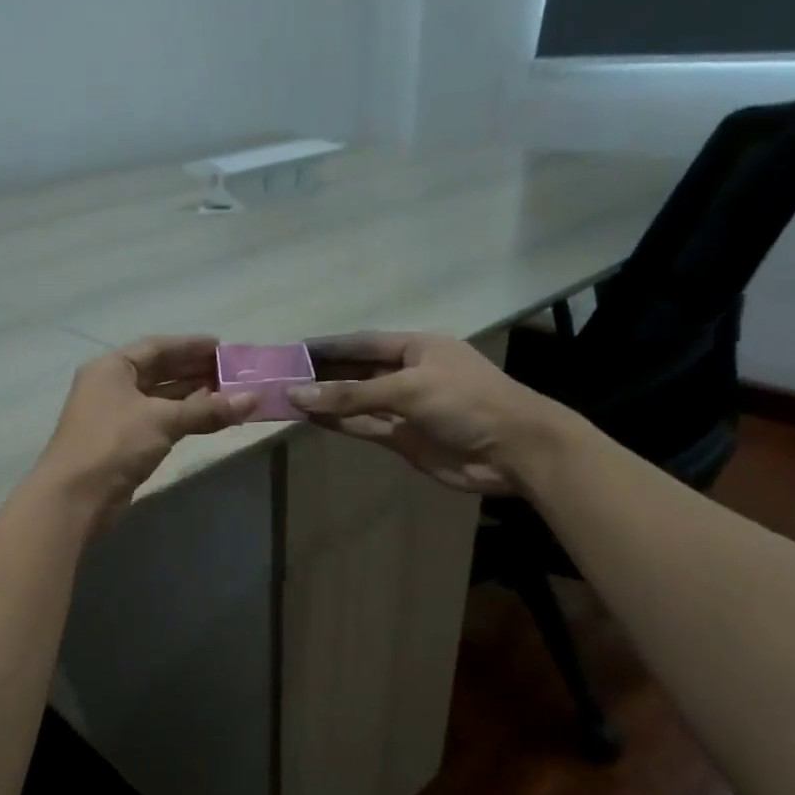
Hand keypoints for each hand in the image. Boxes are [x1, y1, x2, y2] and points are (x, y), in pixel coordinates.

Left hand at [37, 336, 254, 518]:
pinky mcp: (122, 443)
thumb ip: (208, 409)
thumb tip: (254, 399)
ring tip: (227, 394)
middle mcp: (111, 386)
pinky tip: (206, 418)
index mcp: (112, 368)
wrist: (76, 497)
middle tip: (232, 372)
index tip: (222, 347)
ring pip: (159, 398)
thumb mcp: (163, 420)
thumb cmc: (114, 444)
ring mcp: (115, 416)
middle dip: (194, 370)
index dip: (190, 345)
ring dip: (191, 396)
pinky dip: (182, 417)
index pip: (156, 347)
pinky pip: (158, 421)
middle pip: (158, 371)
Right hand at [289, 331, 572, 495]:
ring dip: (326, 400)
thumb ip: (352, 394)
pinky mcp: (403, 438)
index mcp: (416, 348)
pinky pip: (363, 426)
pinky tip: (311, 418)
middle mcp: (408, 374)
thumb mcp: (408, 389)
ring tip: (286, 398)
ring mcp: (405, 408)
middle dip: (322, 374)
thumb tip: (298, 395)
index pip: (362, 343)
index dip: (328, 346)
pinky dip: (339, 423)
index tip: (293, 349)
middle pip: (356, 371)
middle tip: (280, 376)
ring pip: (356, 401)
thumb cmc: (467, 403)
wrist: (514, 451)